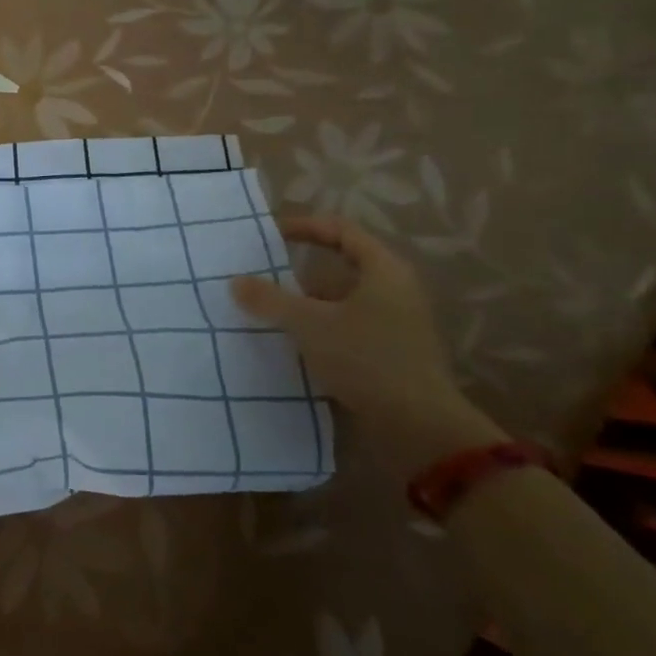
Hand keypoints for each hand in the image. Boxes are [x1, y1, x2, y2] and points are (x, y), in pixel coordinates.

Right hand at [231, 214, 502, 475]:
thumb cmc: (366, 359)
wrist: (420, 428)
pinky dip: (320, 329)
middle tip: (262, 278)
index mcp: (383, 270)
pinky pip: (348, 328)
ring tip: (269, 314)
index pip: (341, 231)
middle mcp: (394, 290)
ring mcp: (396, 323)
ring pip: (342, 301)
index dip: (305, 227)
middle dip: (298, 273)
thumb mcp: (309, 324)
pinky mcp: (391, 353)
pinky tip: (294, 344)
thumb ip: (270, 300)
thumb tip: (235, 281)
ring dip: (307, 305)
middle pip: (340, 267)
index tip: (270, 235)